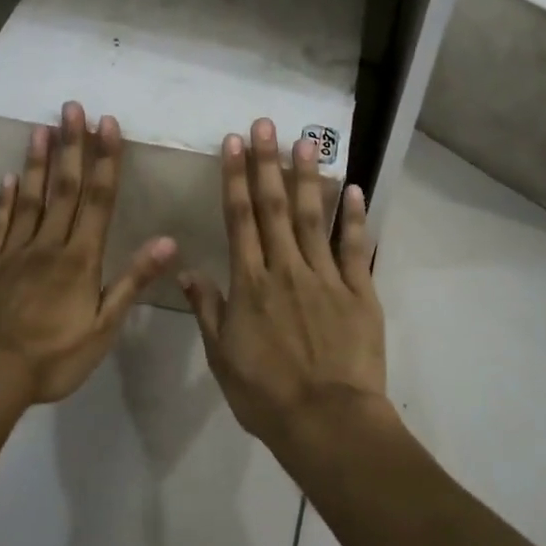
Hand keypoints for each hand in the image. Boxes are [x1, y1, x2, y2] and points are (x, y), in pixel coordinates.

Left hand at [0, 102, 175, 405]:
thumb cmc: (49, 358)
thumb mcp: (102, 329)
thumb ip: (132, 282)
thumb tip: (167, 241)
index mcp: (80, 259)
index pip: (98, 201)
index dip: (105, 161)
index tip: (107, 125)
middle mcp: (48, 245)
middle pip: (64, 189)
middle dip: (71, 147)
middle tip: (72, 108)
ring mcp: (13, 252)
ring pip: (30, 198)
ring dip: (38, 162)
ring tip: (42, 128)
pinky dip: (5, 198)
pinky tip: (10, 177)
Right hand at [180, 118, 390, 451]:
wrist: (326, 421)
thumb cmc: (266, 395)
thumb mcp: (222, 357)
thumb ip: (208, 309)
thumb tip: (187, 271)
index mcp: (249, 284)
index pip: (239, 219)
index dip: (234, 178)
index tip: (233, 144)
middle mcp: (285, 269)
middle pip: (275, 207)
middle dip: (267, 163)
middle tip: (267, 124)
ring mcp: (325, 277)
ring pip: (315, 217)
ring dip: (309, 177)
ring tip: (307, 141)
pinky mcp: (359, 292)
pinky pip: (355, 247)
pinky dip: (356, 218)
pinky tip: (356, 188)